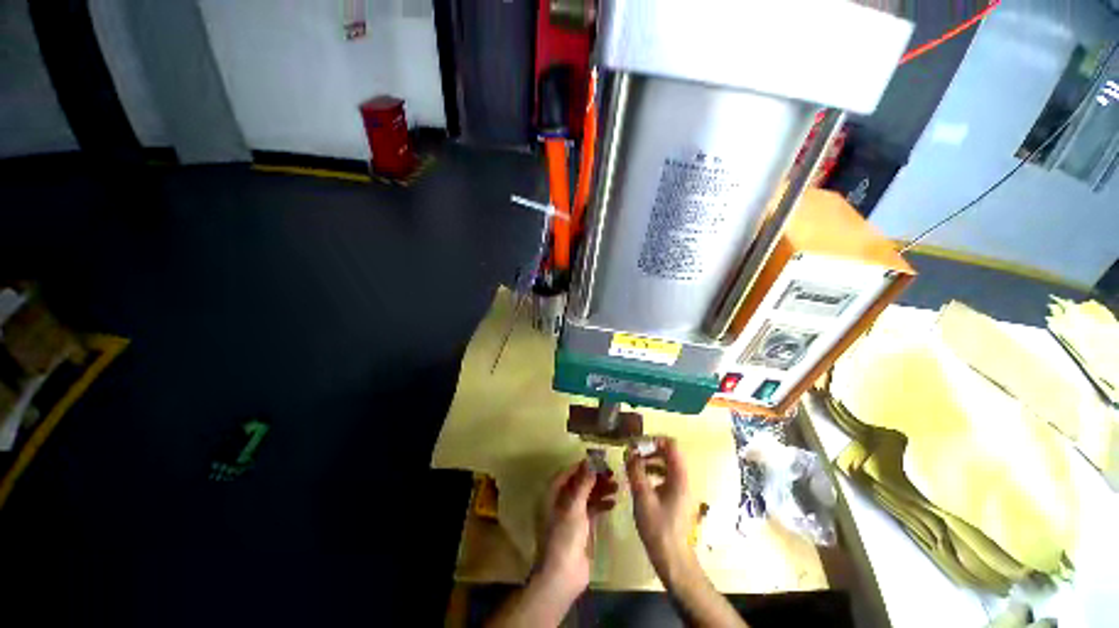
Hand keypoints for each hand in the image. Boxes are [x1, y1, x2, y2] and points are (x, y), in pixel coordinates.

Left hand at [536, 460, 617, 601]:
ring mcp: (570, 515)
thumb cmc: (564, 536)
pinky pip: (591, 510)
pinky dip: (601, 504)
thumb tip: (591, 461)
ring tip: (616, 486)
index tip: (601, 461)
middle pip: (579, 483)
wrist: (562, 576)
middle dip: (595, 477)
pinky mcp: (580, 528)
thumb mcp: (574, 506)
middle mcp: (560, 501)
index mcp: (552, 493)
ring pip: (586, 496)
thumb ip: (582, 483)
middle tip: (612, 473)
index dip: (584, 466)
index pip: (568, 472)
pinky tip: (613, 503)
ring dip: (600, 490)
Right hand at [626, 437, 698, 581]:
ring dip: (650, 461)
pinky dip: (653, 472)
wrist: (672, 559)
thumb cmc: (658, 527)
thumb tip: (628, 451)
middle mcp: (684, 479)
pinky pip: (666, 476)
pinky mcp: (678, 497)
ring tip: (633, 466)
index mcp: (679, 476)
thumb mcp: (642, 497)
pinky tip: (640, 481)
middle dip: (649, 450)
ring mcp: (682, 489)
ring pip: (666, 464)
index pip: (670, 445)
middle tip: (631, 454)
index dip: (653, 440)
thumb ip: (635, 471)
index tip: (636, 444)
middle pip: (668, 453)